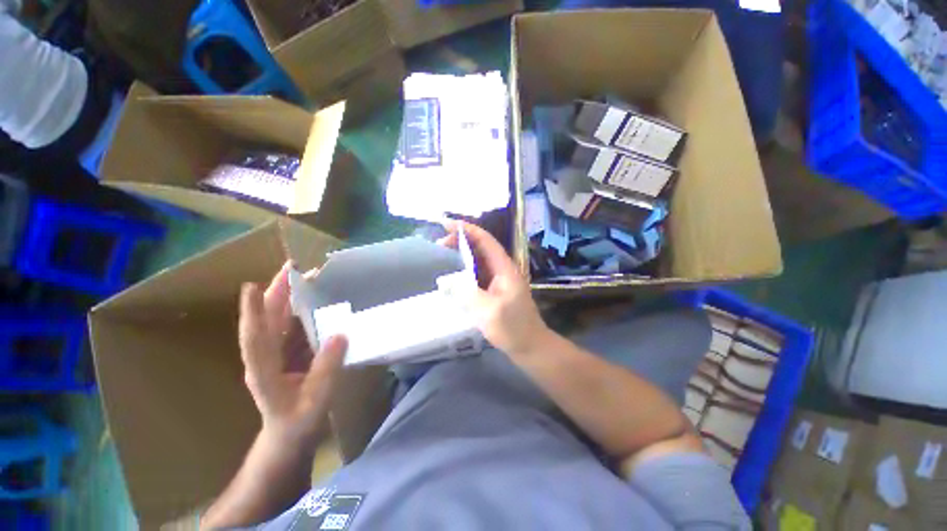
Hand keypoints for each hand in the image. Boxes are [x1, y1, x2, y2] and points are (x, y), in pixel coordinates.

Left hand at [238, 262, 345, 445]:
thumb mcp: (316, 401)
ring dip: (289, 296)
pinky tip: (317, 301)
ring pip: (277, 319)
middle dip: (276, 292)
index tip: (251, 287)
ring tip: (308, 277)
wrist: (289, 438)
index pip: (253, 338)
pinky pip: (291, 326)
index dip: (252, 313)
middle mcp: (263, 357)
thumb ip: (326, 369)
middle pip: (265, 319)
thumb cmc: (298, 424)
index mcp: (263, 371)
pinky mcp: (285, 353)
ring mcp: (274, 354)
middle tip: (293, 268)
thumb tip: (339, 334)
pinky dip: (302, 310)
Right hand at [440, 221, 551, 356]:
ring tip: (443, 255)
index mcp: (504, 268)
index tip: (446, 224)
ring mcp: (499, 280)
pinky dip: (465, 270)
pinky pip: (478, 274)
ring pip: (479, 260)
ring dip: (462, 255)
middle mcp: (502, 269)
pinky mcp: (495, 291)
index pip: (485, 240)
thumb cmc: (513, 328)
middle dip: (461, 241)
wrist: (530, 346)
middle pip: (481, 247)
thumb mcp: (489, 311)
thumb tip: (448, 280)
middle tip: (439, 244)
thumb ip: (468, 293)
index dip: (467, 230)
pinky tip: (454, 275)